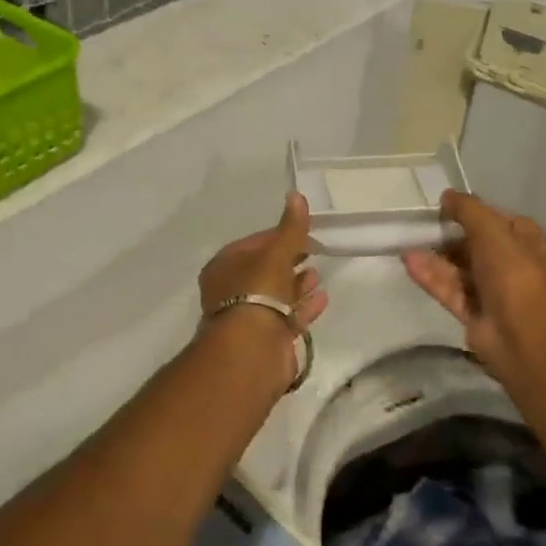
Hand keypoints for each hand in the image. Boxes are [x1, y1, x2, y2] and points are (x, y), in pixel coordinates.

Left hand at [198, 192, 327, 391]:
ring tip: (316, 275)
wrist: (252, 350)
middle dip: (288, 261)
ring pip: (275, 295)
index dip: (277, 236)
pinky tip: (322, 298)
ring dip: (296, 285)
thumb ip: (290, 228)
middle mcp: (231, 291)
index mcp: (224, 267)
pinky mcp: (266, 339)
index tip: (302, 232)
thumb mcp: (276, 254)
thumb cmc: (257, 292)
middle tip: (311, 252)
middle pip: (263, 271)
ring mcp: (248, 317)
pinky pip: (287, 317)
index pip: (252, 244)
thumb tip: (296, 195)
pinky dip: (303, 307)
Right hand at [402, 190, 545, 392]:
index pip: (498, 220)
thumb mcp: (492, 231)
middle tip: (423, 227)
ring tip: (408, 243)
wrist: (524, 337)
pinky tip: (409, 261)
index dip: (473, 212)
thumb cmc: (515, 275)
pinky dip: (431, 276)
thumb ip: (468, 210)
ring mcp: (493, 291)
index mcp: (527, 243)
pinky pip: (450, 289)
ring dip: (436, 256)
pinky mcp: (474, 313)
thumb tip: (447, 196)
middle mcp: (512, 265)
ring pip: (460, 268)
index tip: (445, 207)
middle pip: (476, 245)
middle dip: (450, 236)